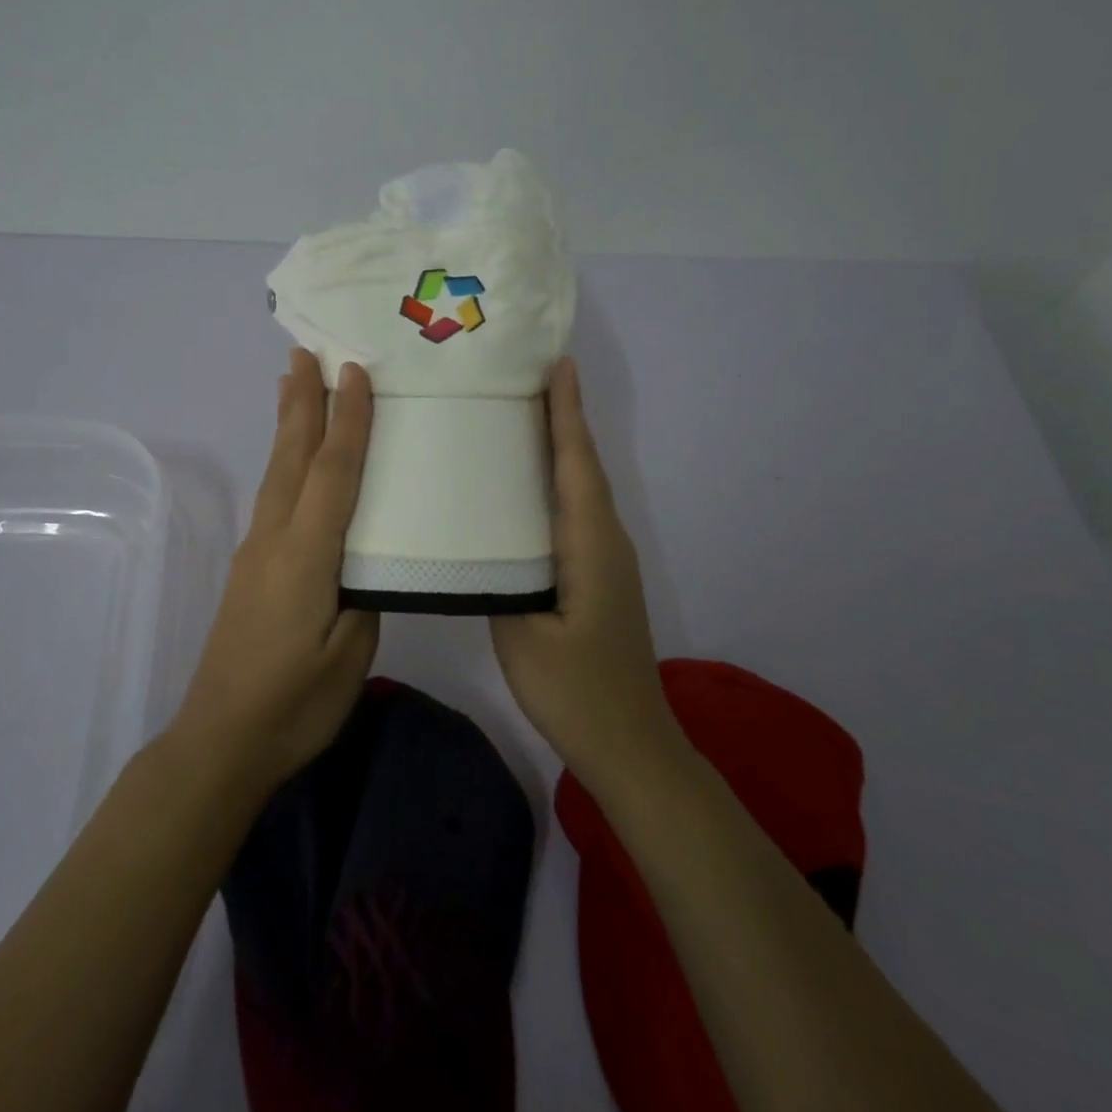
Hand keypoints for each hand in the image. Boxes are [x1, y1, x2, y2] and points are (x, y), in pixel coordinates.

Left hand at [171, 348, 379, 796]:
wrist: (220, 741)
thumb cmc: (294, 704)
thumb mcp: (350, 655)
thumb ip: (364, 596)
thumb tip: (367, 561)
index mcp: (306, 555)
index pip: (332, 473)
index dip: (348, 421)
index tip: (355, 373)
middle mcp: (275, 540)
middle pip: (292, 457)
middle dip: (302, 402)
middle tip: (304, 353)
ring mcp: (257, 553)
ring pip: (276, 472)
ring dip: (287, 425)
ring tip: (291, 384)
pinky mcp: (250, 569)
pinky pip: (272, 496)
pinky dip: (283, 461)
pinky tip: (289, 459)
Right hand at [490, 358, 678, 791]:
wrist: (631, 745)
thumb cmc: (576, 690)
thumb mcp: (522, 636)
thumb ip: (499, 581)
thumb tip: (479, 546)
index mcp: (589, 545)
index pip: (576, 465)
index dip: (567, 414)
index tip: (559, 366)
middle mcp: (606, 542)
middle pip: (584, 468)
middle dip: (564, 420)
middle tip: (530, 379)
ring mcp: (608, 561)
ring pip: (583, 490)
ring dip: (562, 450)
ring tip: (524, 419)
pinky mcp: (601, 579)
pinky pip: (578, 514)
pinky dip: (560, 484)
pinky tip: (529, 490)